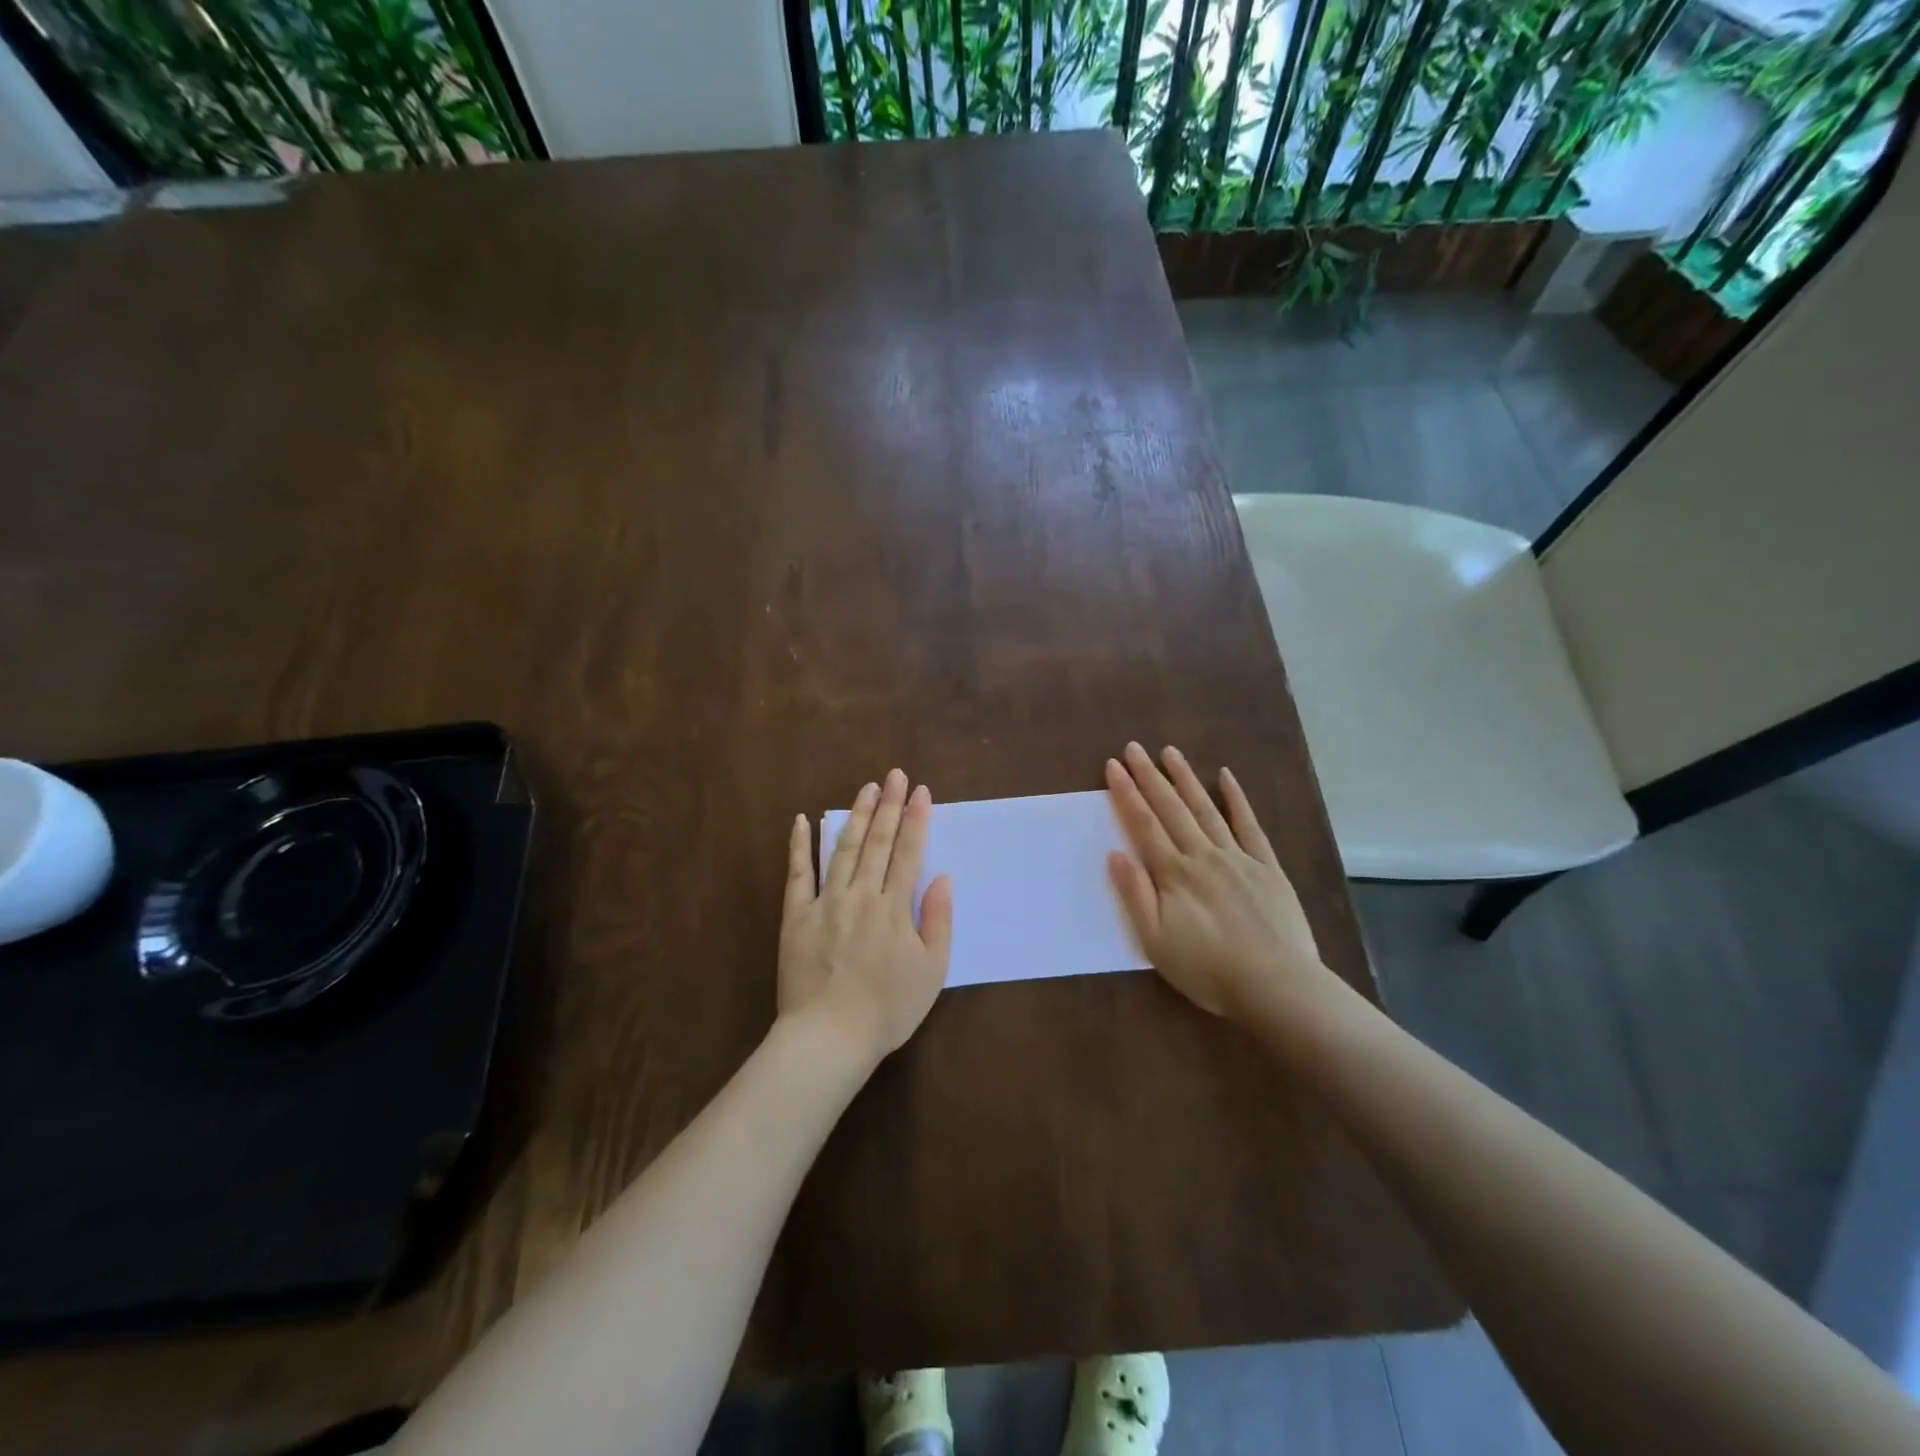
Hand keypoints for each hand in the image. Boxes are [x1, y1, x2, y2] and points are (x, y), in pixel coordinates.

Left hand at [781, 769, 953, 1067]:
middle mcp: (861, 896)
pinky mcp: (796, 916)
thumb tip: (942, 878)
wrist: (829, 1038)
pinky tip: (801, 820)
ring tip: (866, 788)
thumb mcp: (931, 971)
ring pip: (844, 850)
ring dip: (856, 816)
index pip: (908, 853)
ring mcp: (826, 903)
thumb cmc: (888, 1010)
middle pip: (878, 843)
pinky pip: (798, 875)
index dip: (916, 820)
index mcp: (894, 909)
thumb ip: (938, 921)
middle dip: (889, 805)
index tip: (921, 791)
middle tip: (895, 775)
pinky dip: (799, 846)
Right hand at [1105, 742, 1336, 1023]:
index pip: (1144, 825)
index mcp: (1174, 874)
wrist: (1276, 985)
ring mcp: (1238, 857)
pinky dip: (1237, 800)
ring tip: (1170, 752)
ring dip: (1186, 779)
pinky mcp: (1267, 866)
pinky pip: (1249, 826)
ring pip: (1206, 809)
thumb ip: (1135, 895)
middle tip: (1134, 747)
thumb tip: (1115, 854)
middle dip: (1150, 776)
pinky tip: (1226, 778)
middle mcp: (1203, 855)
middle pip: (1171, 809)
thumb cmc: (1208, 970)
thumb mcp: (1156, 942)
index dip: (1126, 794)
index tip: (1113, 766)